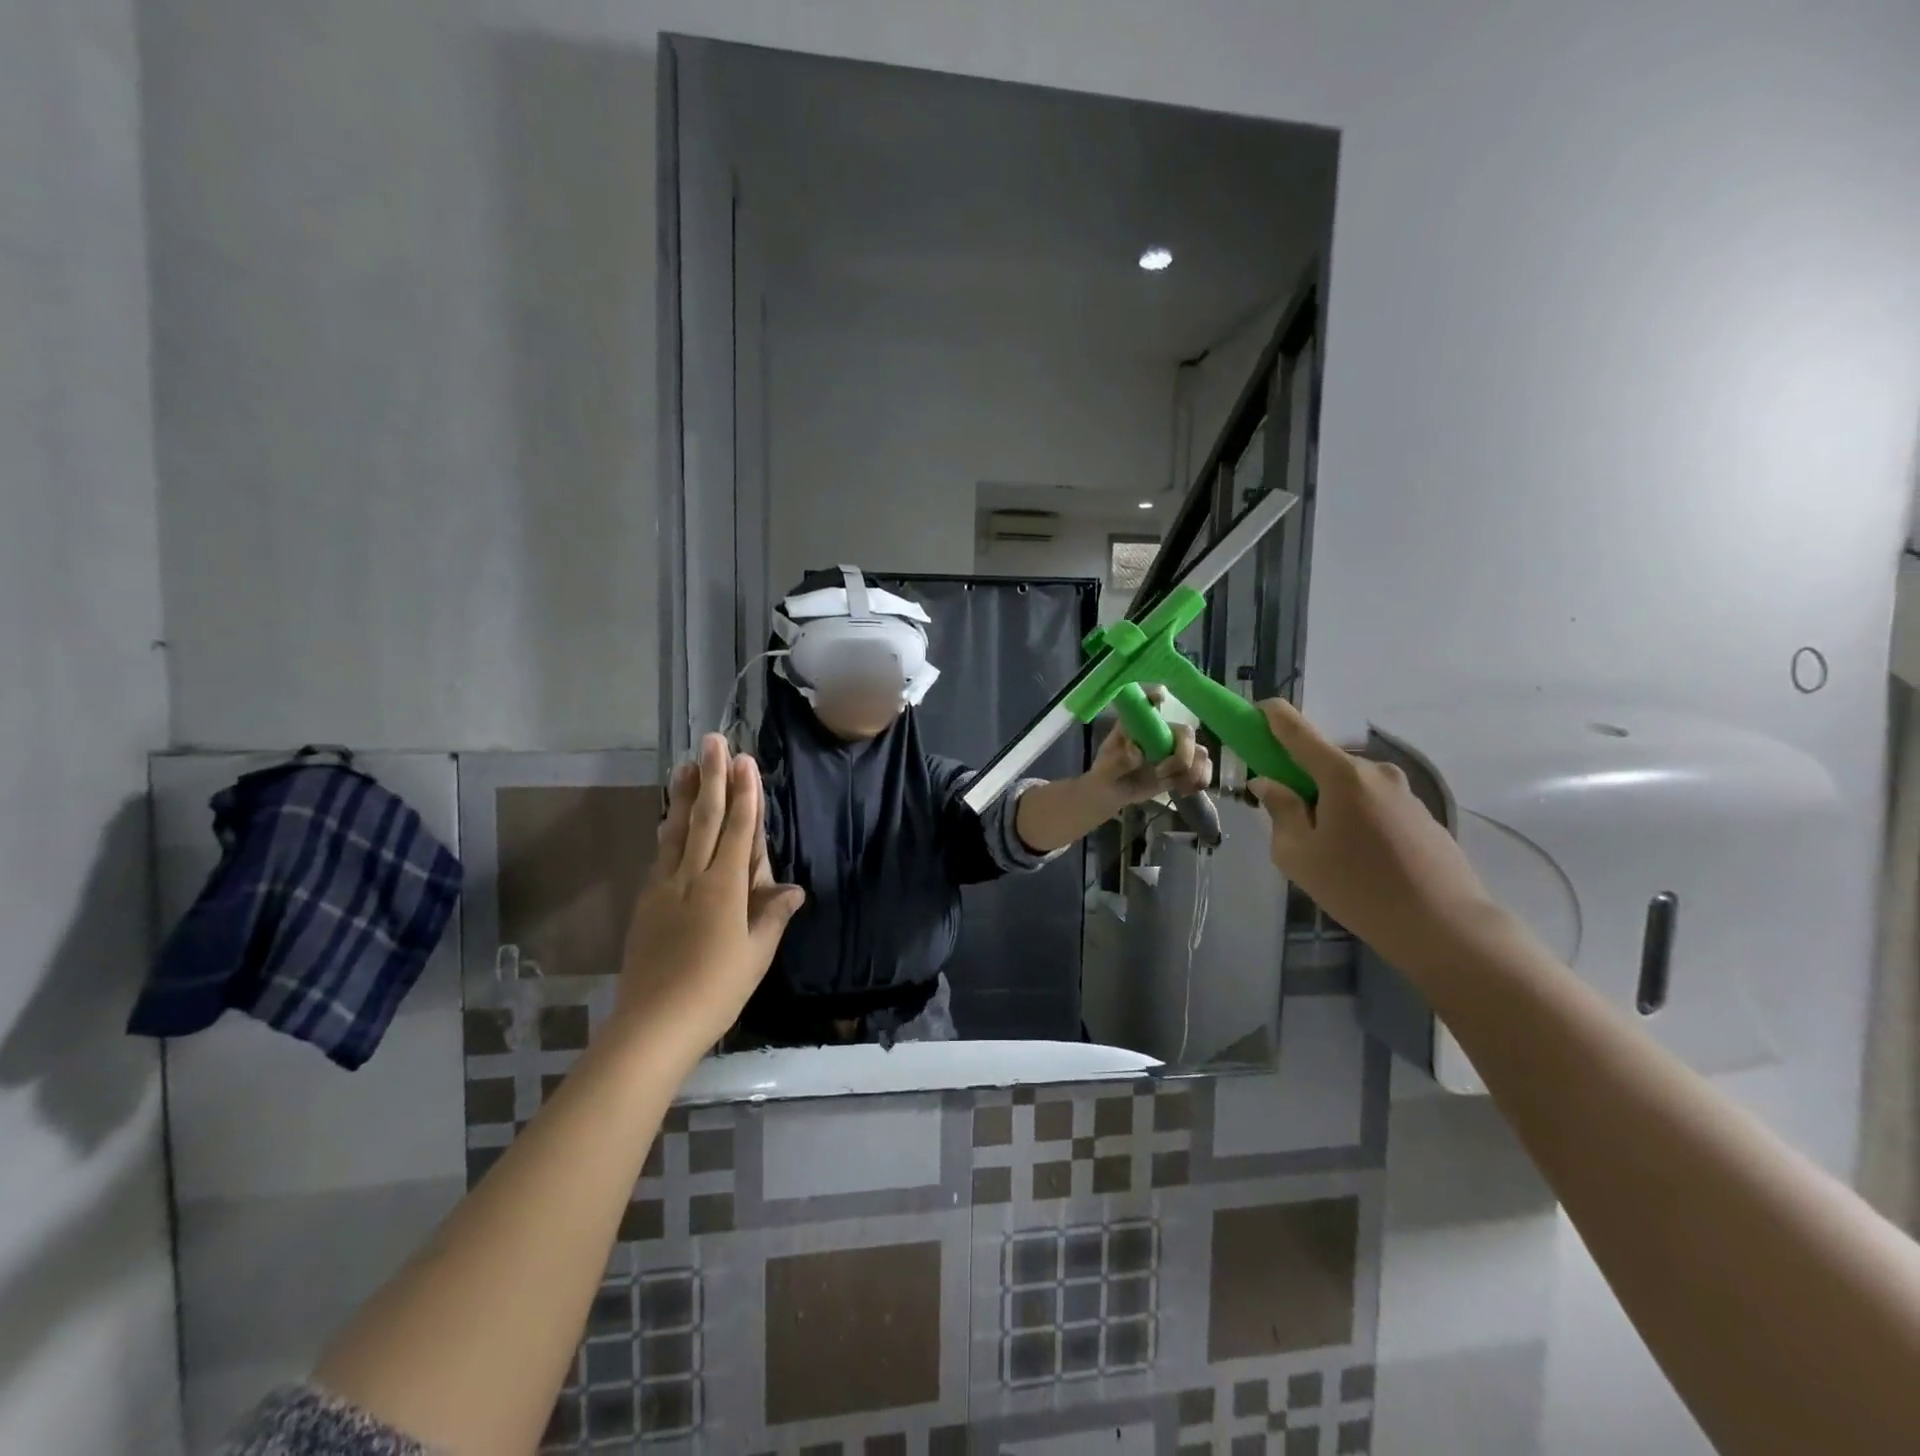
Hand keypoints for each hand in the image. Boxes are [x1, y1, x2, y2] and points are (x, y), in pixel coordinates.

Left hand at [613, 735, 804, 1060]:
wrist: (653, 1023)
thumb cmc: (716, 990)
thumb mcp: (755, 955)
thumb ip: (771, 915)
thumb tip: (793, 888)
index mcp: (724, 888)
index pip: (737, 830)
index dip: (744, 794)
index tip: (745, 761)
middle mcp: (692, 878)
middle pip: (703, 819)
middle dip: (711, 778)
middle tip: (713, 741)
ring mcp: (664, 887)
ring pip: (676, 831)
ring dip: (683, 795)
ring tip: (686, 764)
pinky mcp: (646, 901)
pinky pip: (661, 853)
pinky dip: (668, 828)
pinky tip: (668, 817)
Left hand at [1088, 687, 1212, 804]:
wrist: (1113, 792)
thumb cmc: (1107, 771)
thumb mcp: (1107, 767)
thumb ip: (1121, 760)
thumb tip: (1137, 752)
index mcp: (1140, 725)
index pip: (1150, 703)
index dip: (1157, 696)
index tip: (1159, 699)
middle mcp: (1162, 732)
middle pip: (1186, 733)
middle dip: (1181, 757)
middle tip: (1159, 773)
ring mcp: (1175, 749)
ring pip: (1200, 753)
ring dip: (1192, 772)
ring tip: (1175, 786)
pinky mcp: (1184, 767)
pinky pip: (1204, 769)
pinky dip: (1200, 781)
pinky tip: (1183, 791)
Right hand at [1245, 699, 1502, 972]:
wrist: (1446, 926)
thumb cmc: (1358, 888)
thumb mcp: (1298, 855)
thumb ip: (1279, 811)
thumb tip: (1269, 783)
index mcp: (1341, 775)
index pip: (1296, 729)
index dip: (1271, 717)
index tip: (1254, 713)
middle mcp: (1374, 772)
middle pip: (1323, 762)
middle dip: (1299, 779)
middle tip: (1288, 822)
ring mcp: (1403, 792)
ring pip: (1349, 786)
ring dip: (1330, 803)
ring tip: (1329, 853)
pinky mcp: (1421, 815)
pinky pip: (1374, 805)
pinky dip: (1356, 819)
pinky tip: (1361, 861)